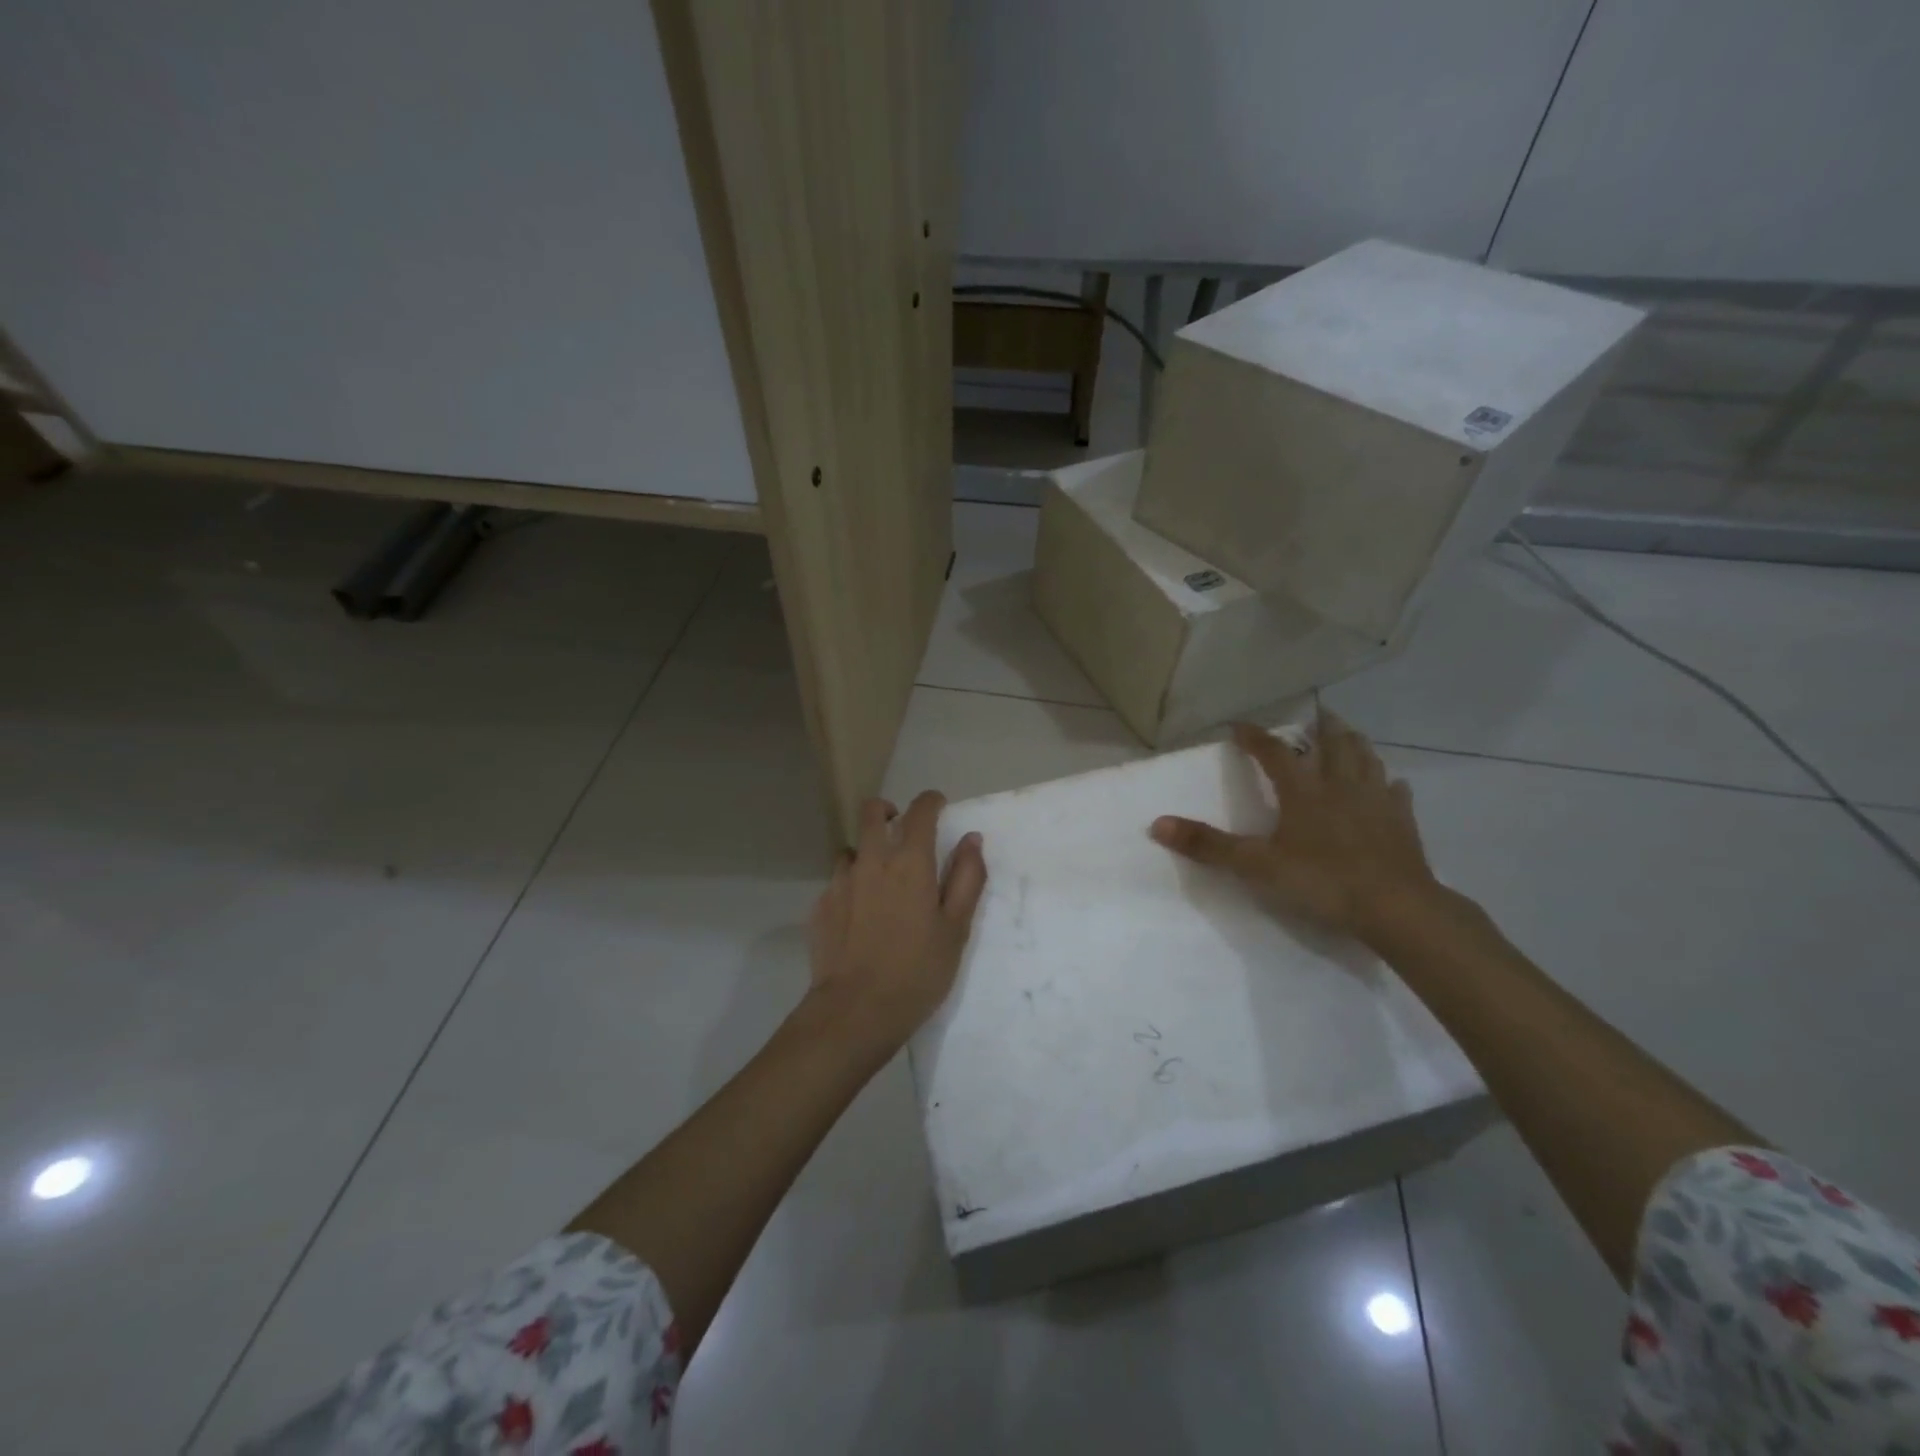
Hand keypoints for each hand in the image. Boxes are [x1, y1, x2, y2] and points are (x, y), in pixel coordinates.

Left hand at [806, 791, 986, 1056]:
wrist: (855, 1012)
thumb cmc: (917, 971)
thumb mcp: (956, 929)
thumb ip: (967, 878)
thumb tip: (971, 839)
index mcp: (910, 863)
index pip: (920, 811)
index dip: (931, 801)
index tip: (939, 806)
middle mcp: (871, 861)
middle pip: (872, 812)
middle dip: (889, 810)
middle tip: (903, 829)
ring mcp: (840, 882)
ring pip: (852, 848)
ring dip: (868, 852)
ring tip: (881, 881)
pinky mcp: (821, 906)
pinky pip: (838, 881)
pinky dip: (852, 885)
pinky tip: (860, 915)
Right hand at [1150, 711, 1439, 943]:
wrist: (1395, 907)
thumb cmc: (1323, 881)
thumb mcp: (1256, 866)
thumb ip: (1209, 845)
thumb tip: (1157, 824)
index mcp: (1303, 791)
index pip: (1273, 752)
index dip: (1255, 737)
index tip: (1239, 725)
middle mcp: (1340, 786)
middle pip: (1333, 744)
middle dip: (1321, 727)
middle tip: (1317, 714)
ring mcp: (1376, 801)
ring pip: (1367, 760)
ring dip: (1356, 744)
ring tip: (1349, 736)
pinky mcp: (1403, 822)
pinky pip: (1396, 793)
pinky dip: (1390, 783)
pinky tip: (1391, 785)